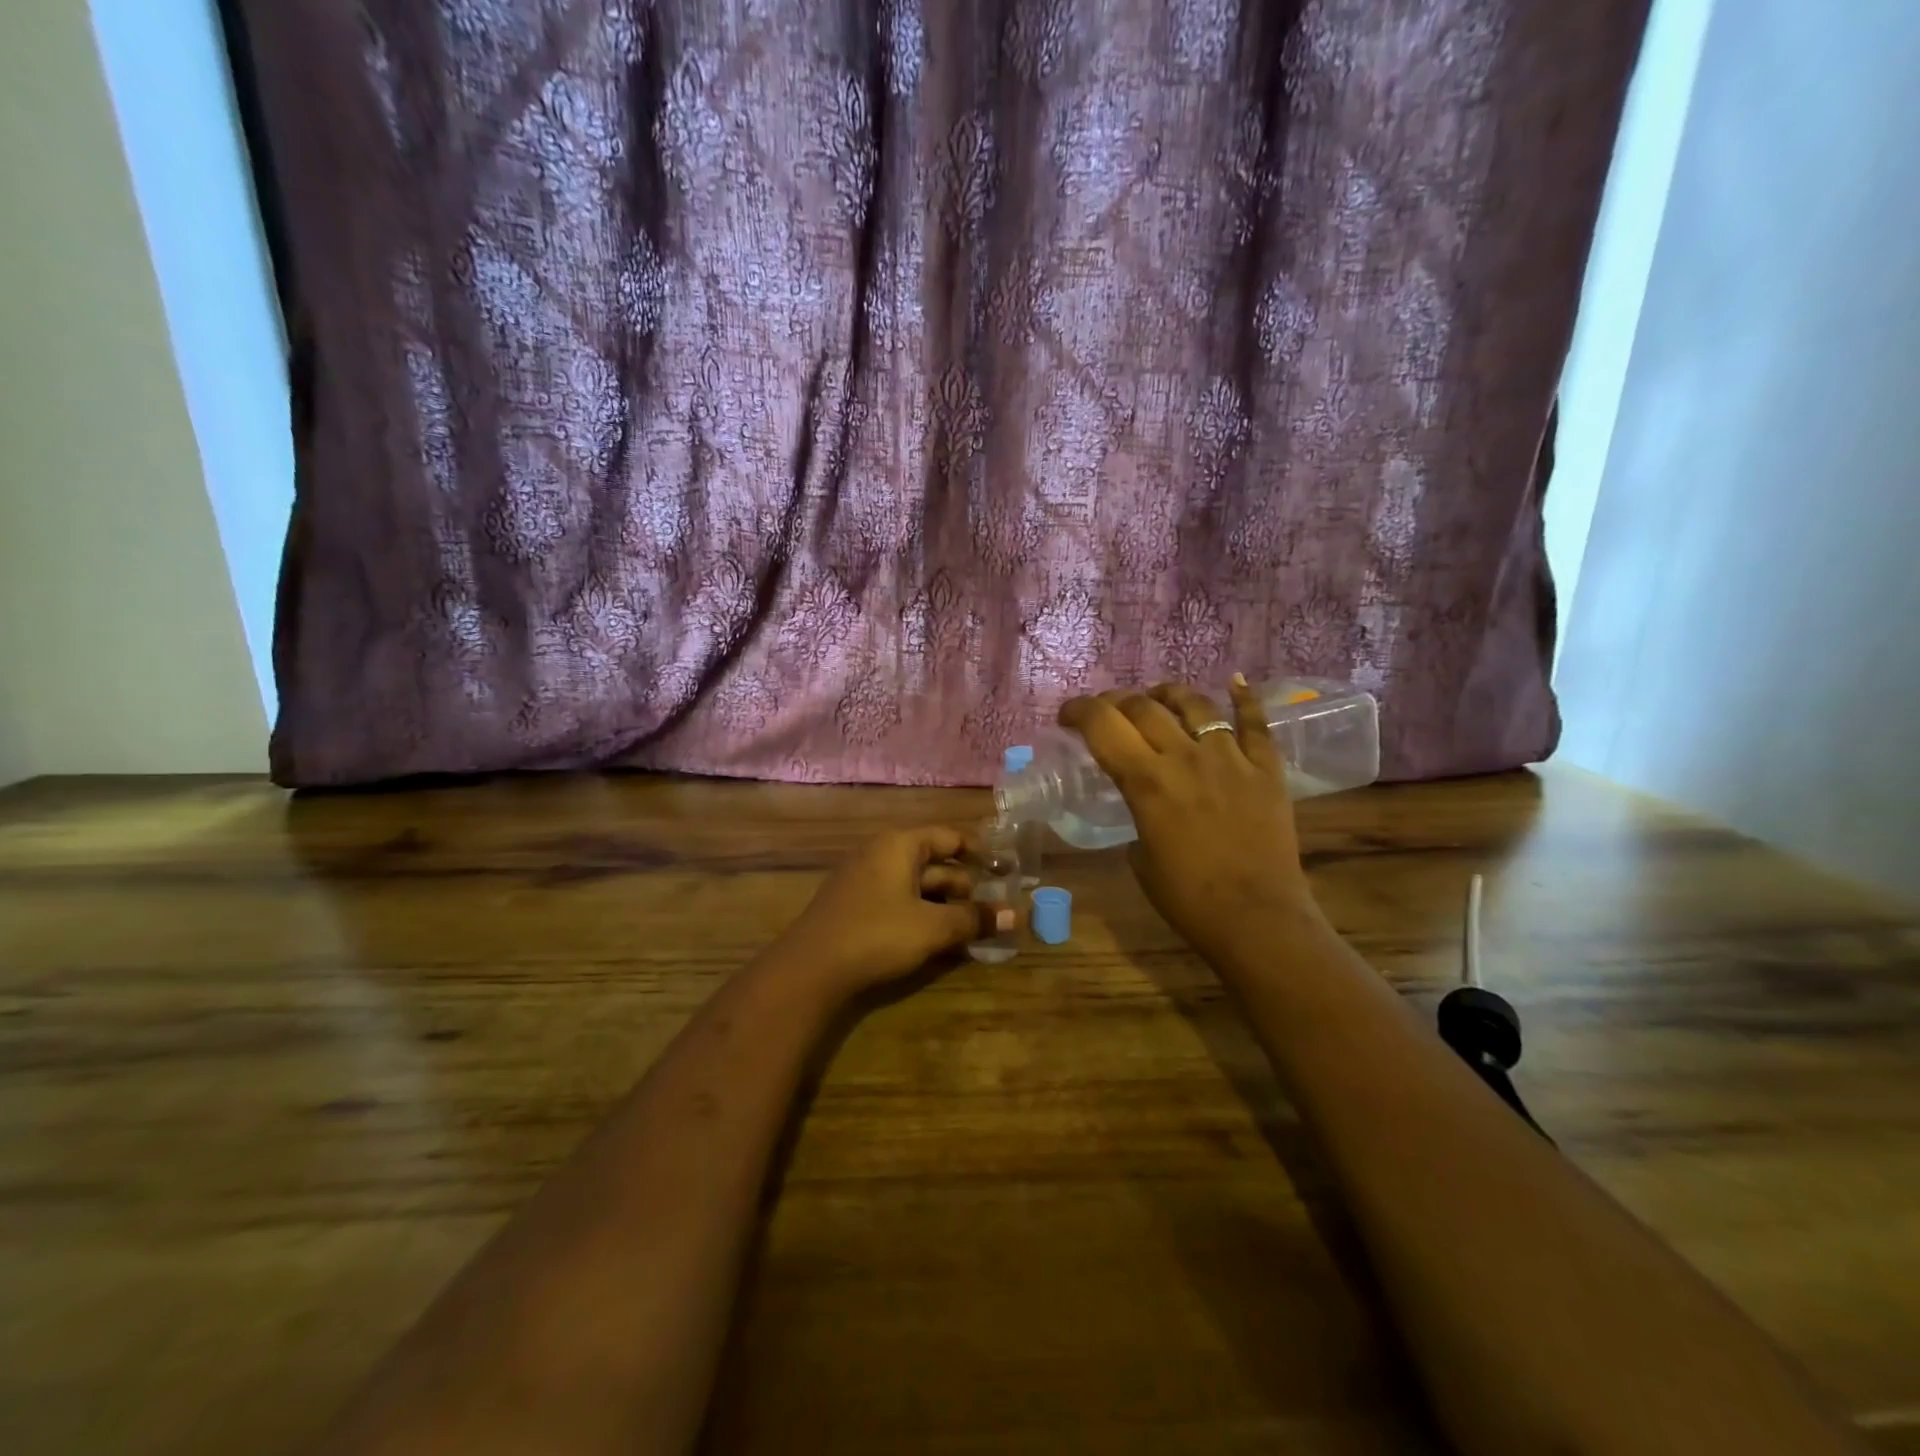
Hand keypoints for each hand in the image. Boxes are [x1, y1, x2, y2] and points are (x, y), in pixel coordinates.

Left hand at [767, 826, 1009, 999]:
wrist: (810, 969)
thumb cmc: (877, 934)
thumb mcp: (932, 927)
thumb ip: (974, 919)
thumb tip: (1015, 916)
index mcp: (900, 845)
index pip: (949, 837)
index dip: (981, 852)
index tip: (1007, 869)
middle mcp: (881, 854)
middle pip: (934, 863)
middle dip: (965, 885)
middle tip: (996, 907)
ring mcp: (864, 880)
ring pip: (916, 886)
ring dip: (946, 904)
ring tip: (975, 927)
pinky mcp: (855, 907)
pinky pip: (899, 901)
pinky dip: (923, 914)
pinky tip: (940, 938)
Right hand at [1058, 676, 1323, 966]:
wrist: (1256, 919)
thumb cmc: (1187, 899)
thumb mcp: (1139, 858)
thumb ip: (1137, 816)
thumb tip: (1144, 804)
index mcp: (1146, 782)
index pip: (1102, 726)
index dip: (1079, 711)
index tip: (1067, 715)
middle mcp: (1185, 757)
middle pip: (1143, 707)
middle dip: (1116, 701)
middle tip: (1108, 710)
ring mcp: (1230, 758)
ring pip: (1196, 704)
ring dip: (1169, 694)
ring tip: (1158, 696)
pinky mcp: (1266, 769)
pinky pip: (1256, 723)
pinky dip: (1245, 698)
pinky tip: (1236, 680)